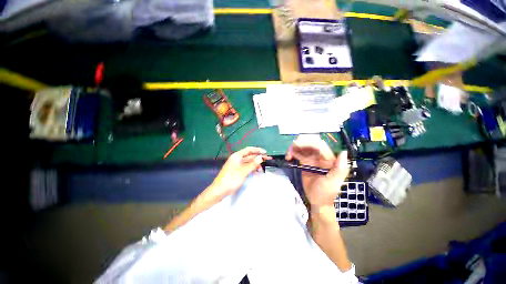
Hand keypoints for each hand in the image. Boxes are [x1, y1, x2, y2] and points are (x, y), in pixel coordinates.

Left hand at [208, 147, 270, 199]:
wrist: (220, 190)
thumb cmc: (231, 179)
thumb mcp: (243, 171)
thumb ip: (253, 164)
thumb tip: (260, 157)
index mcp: (237, 156)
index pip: (249, 150)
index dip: (257, 150)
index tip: (265, 152)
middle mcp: (237, 159)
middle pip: (249, 156)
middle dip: (258, 158)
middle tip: (267, 160)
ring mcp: (237, 165)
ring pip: (248, 162)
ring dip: (255, 164)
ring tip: (262, 169)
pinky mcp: (237, 171)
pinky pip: (246, 168)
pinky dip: (251, 169)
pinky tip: (257, 172)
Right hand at [286, 135, 348, 207]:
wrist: (317, 201)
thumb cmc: (326, 193)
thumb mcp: (333, 182)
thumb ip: (340, 169)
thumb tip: (343, 152)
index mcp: (328, 159)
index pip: (318, 145)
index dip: (307, 142)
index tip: (296, 145)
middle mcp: (320, 156)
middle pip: (310, 143)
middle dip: (300, 142)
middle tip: (291, 148)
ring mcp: (311, 158)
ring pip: (303, 147)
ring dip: (294, 147)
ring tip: (288, 154)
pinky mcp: (304, 162)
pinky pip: (298, 153)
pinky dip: (292, 153)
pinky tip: (288, 157)